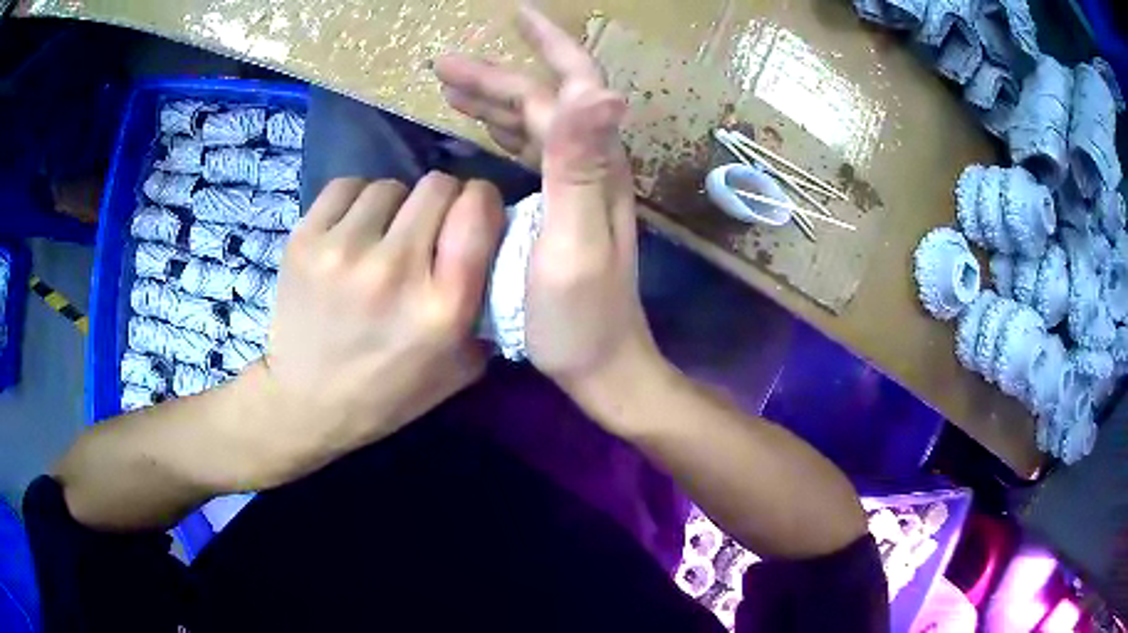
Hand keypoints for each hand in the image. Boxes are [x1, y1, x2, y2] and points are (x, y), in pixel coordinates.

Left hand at [246, 174, 502, 485]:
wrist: (306, 402)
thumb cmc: (389, 392)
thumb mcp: (461, 366)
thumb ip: (488, 306)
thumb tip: (500, 245)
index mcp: (443, 306)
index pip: (477, 209)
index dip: (482, 201)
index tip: (473, 214)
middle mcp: (395, 270)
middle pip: (437, 185)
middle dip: (442, 200)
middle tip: (427, 228)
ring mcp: (342, 251)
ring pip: (390, 185)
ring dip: (395, 205)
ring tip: (382, 236)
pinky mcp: (303, 240)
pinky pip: (346, 187)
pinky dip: (356, 202)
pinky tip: (351, 231)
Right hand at [439, 5, 662, 402]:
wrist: (602, 365)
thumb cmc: (579, 318)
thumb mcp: (573, 241)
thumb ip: (581, 164)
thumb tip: (599, 88)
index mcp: (594, 163)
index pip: (570, 85)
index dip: (546, 44)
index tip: (515, 14)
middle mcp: (592, 164)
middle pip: (546, 100)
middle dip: (497, 76)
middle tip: (442, 65)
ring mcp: (579, 185)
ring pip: (537, 123)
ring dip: (495, 101)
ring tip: (451, 90)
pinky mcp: (564, 206)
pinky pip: (532, 153)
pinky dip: (503, 132)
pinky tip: (482, 130)